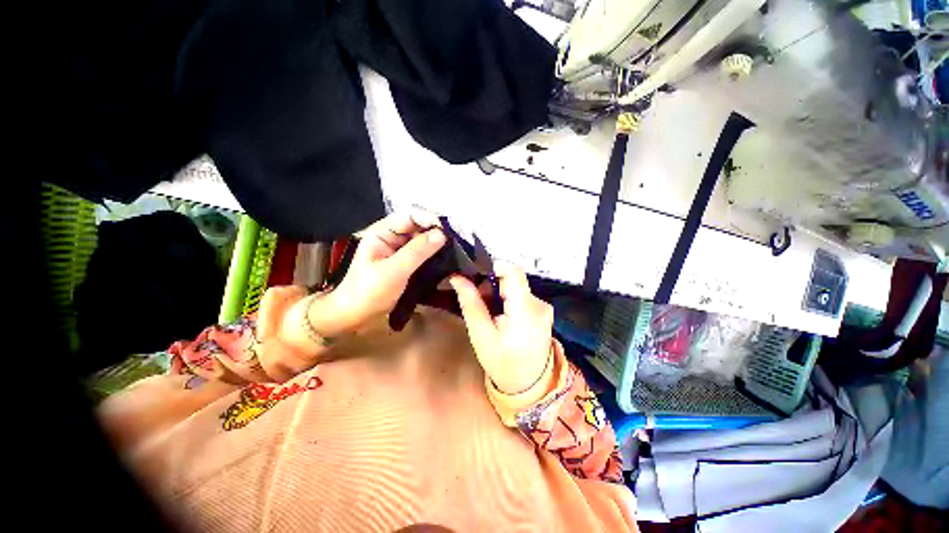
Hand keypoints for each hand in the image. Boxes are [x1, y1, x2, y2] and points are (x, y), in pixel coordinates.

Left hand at [326, 211, 445, 331]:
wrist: (356, 315)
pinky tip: (448, 256)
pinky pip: (423, 252)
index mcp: (382, 232)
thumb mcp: (393, 271)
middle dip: (437, 230)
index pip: (410, 216)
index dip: (430, 218)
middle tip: (458, 238)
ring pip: (422, 239)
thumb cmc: (369, 292)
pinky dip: (435, 253)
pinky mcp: (406, 262)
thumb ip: (417, 251)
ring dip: (438, 241)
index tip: (449, 229)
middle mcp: (392, 236)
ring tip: (457, 246)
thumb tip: (442, 234)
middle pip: (418, 226)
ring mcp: (400, 249)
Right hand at [449, 263, 553, 393]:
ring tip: (489, 311)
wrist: (530, 385)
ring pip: (516, 287)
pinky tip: (501, 315)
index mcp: (525, 312)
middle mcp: (539, 305)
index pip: (514, 273)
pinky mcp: (543, 310)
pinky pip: (522, 295)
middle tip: (478, 300)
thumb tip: (457, 277)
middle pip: (513, 279)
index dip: (493, 267)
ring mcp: (544, 307)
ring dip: (499, 292)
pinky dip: (509, 299)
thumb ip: (471, 304)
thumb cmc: (502, 363)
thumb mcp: (481, 335)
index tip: (476, 277)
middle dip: (492, 284)